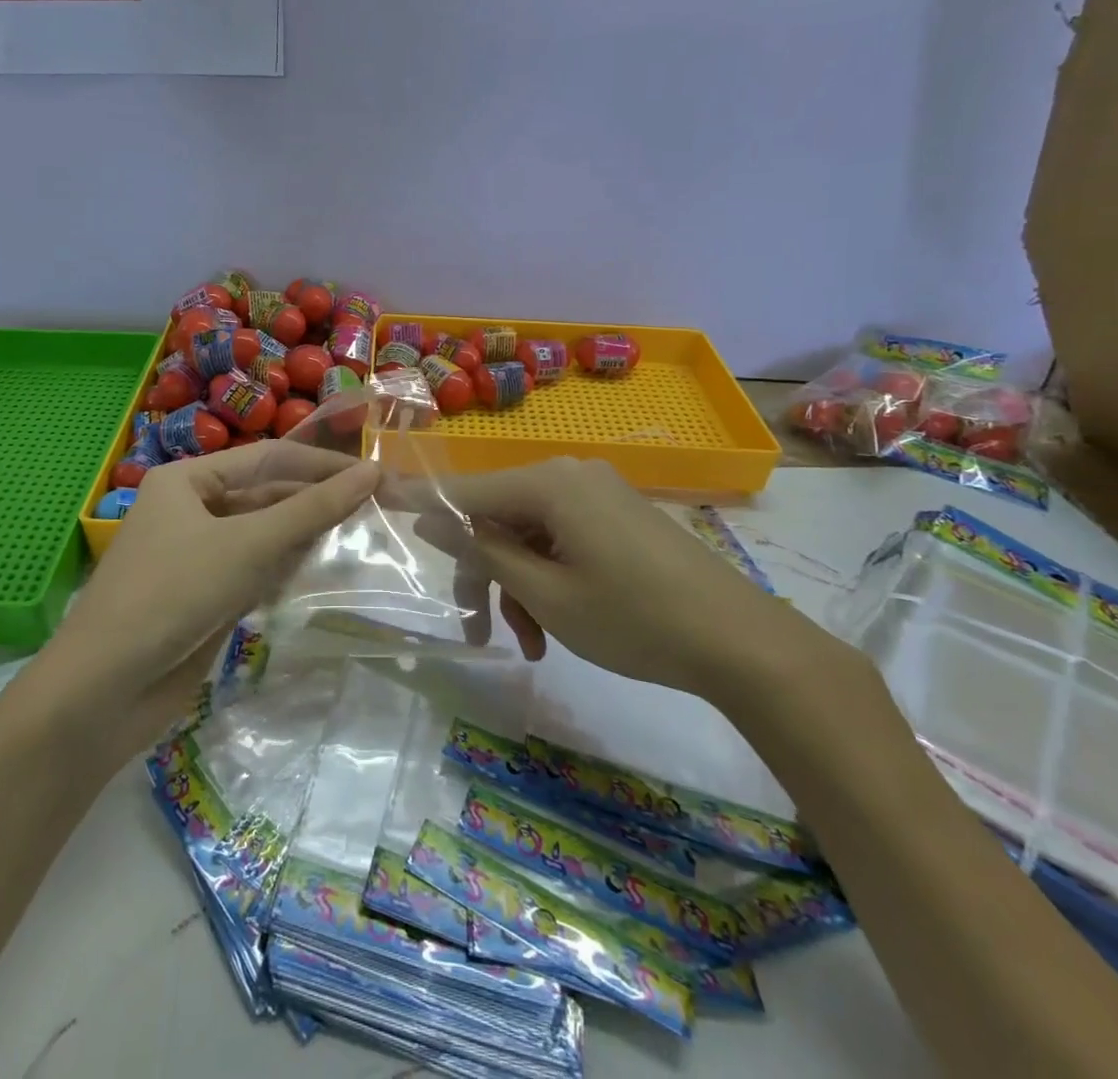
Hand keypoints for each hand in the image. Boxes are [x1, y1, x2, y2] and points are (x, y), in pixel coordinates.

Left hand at [31, 442, 379, 751]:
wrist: (104, 690)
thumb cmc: (174, 594)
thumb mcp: (249, 545)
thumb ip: (313, 509)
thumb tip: (372, 472)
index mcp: (187, 480)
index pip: (268, 458)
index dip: (321, 464)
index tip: (374, 474)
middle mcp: (189, 509)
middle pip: (264, 496)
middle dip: (313, 504)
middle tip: (374, 510)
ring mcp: (195, 555)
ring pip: (261, 535)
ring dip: (301, 539)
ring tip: (356, 538)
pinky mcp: (202, 596)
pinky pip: (252, 571)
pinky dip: (282, 571)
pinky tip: (314, 575)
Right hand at [411, 457, 831, 701]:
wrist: (741, 641)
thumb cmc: (634, 619)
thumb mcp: (546, 594)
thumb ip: (483, 551)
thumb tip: (430, 517)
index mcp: (548, 483)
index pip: (465, 490)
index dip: (419, 501)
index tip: (376, 500)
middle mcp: (569, 474)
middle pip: (498, 517)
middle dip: (483, 574)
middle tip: (478, 630)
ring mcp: (597, 492)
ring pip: (529, 534)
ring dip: (517, 585)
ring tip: (530, 643)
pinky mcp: (616, 514)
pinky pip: (561, 537)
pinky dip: (547, 576)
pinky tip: (554, 626)